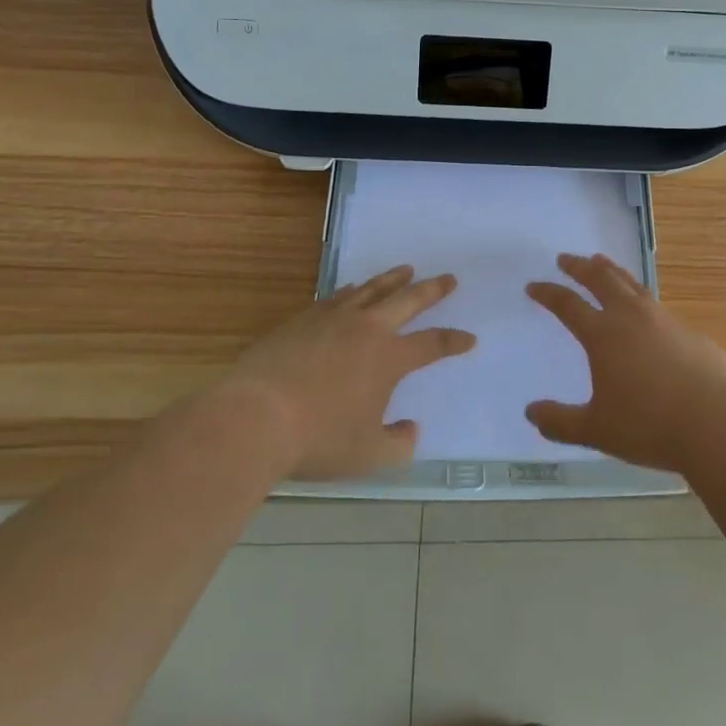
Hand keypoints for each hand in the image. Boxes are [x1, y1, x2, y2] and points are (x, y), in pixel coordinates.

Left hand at [225, 266, 473, 478]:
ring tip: (406, 269)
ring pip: (372, 290)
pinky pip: (337, 296)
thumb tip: (412, 430)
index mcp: (388, 358)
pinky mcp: (303, 319)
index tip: (469, 339)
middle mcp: (366, 329)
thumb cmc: (317, 439)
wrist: (256, 417)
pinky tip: (354, 289)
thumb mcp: (367, 456)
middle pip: (407, 301)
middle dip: (431, 290)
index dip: (453, 341)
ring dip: (392, 279)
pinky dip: (353, 290)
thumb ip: (398, 445)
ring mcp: (333, 319)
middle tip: (448, 278)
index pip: (431, 344)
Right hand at [524, 253, 725, 471]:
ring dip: (612, 270)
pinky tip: (643, 308)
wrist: (717, 422)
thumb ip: (560, 421)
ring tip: (601, 262)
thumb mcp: (597, 430)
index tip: (534, 285)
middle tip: (566, 258)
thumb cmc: (649, 425)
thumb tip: (530, 412)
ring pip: (631, 283)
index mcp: (603, 335)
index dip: (548, 293)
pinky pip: (655, 303)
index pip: (568, 305)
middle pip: (601, 279)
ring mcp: (663, 319)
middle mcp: (631, 317)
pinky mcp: (688, 331)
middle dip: (580, 267)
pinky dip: (639, 295)